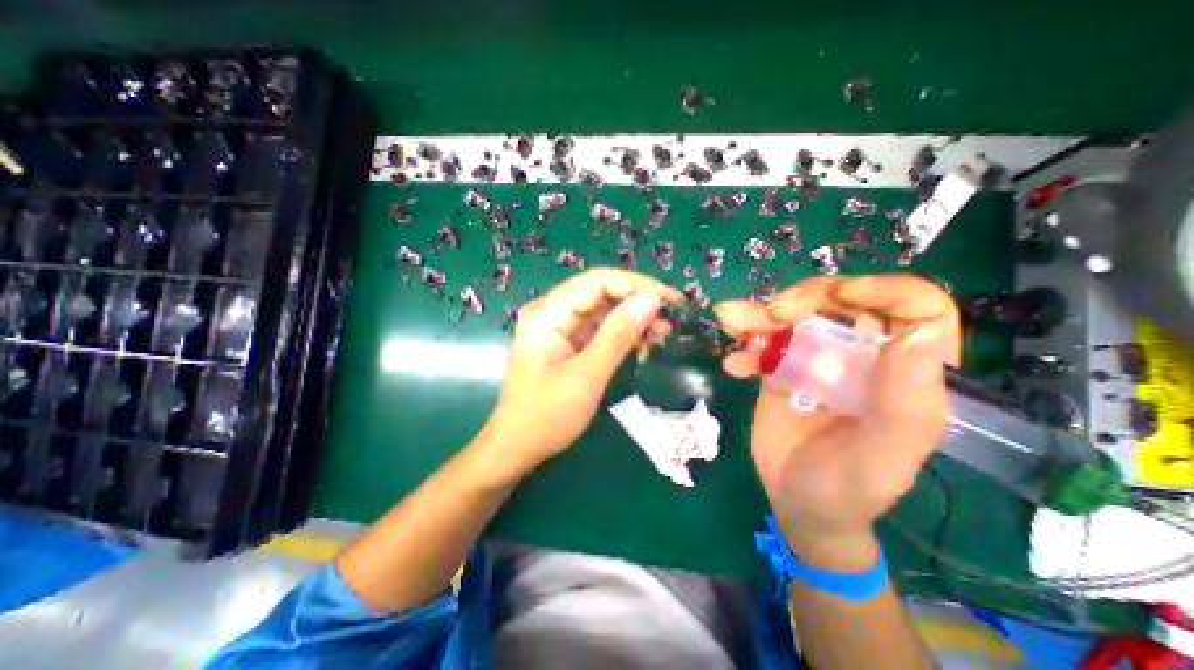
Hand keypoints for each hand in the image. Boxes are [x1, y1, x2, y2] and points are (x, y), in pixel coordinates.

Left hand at [479, 266, 680, 477]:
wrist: (516, 447)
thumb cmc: (547, 416)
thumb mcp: (587, 376)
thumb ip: (618, 335)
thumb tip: (652, 300)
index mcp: (548, 313)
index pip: (598, 281)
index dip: (637, 285)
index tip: (671, 301)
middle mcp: (551, 311)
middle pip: (601, 291)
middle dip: (638, 300)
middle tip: (672, 318)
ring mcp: (558, 326)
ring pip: (603, 309)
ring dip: (633, 316)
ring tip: (664, 331)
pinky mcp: (566, 341)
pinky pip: (598, 327)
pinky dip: (622, 332)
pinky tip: (644, 341)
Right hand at [717, 275, 957, 563]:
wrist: (798, 503)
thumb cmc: (849, 488)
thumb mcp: (881, 457)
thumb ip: (904, 405)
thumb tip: (917, 337)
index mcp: (903, 374)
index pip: (915, 310)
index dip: (883, 289)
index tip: (839, 295)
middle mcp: (862, 357)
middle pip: (841, 302)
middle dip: (805, 298)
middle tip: (772, 313)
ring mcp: (817, 360)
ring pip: (795, 316)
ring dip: (761, 313)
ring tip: (732, 319)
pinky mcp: (782, 369)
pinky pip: (763, 343)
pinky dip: (745, 346)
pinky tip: (733, 365)